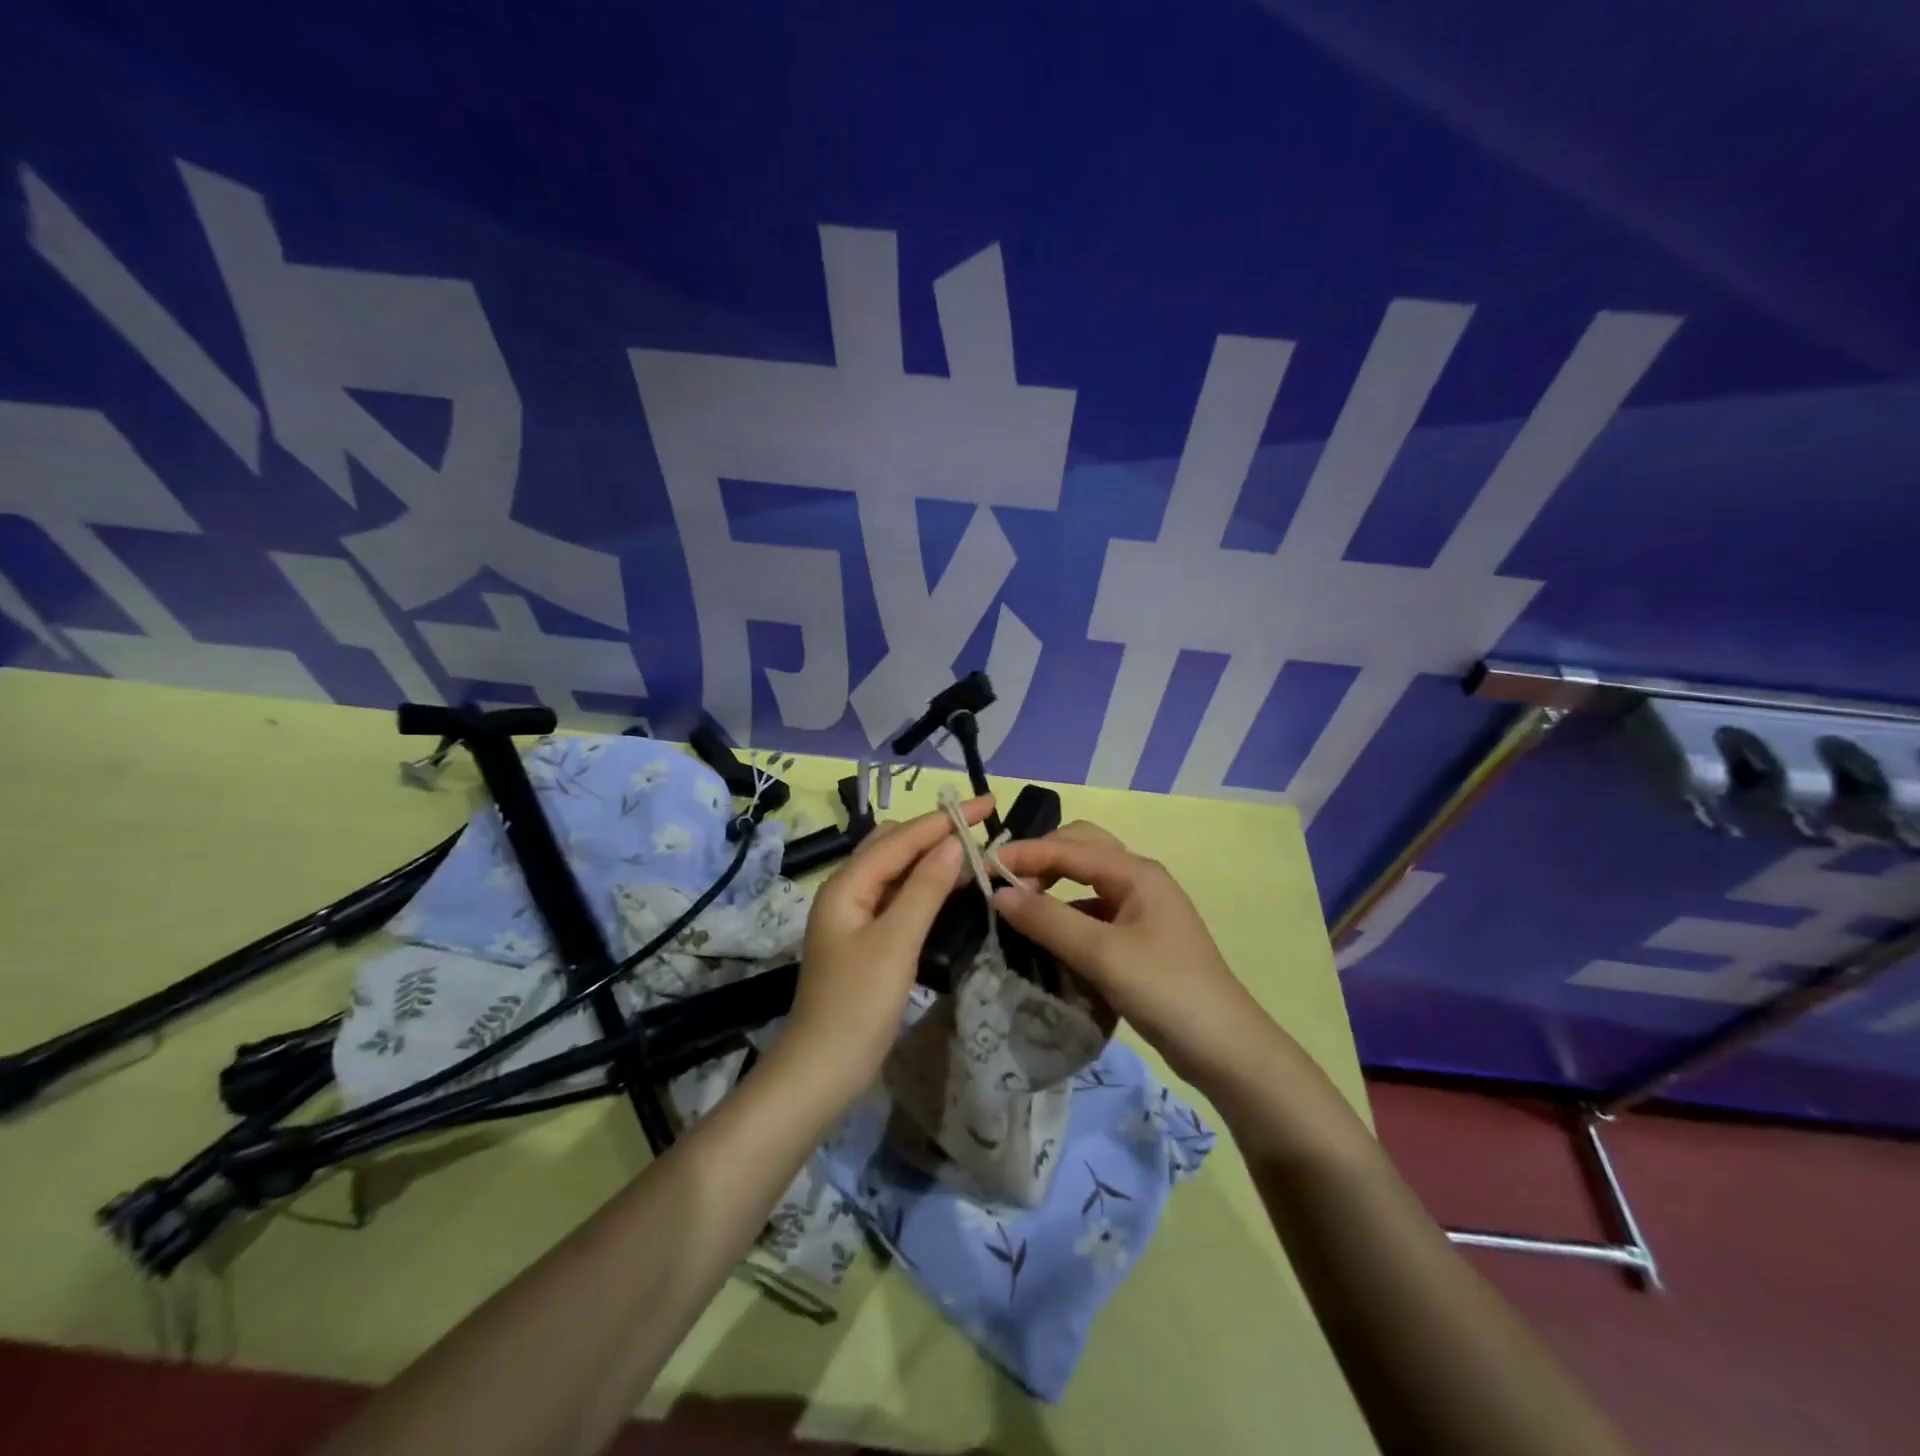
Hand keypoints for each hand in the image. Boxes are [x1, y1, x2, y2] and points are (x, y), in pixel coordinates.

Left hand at [780, 795, 993, 1102]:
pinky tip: (949, 890)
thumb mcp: (896, 942)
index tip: (988, 803)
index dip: (945, 819)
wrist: (822, 1070)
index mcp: (847, 884)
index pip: (902, 838)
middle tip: (983, 829)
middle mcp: (847, 891)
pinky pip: (898, 898)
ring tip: (974, 852)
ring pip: (897, 872)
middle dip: (937, 832)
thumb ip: (925, 888)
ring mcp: (854, 916)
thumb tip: (954, 842)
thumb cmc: (858, 1004)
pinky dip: (925, 887)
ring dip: (932, 859)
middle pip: (896, 847)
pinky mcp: (865, 940)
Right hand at [991, 822, 1280, 1089]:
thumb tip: (999, 894)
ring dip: (1051, 887)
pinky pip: (1092, 912)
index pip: (1069, 847)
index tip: (982, 868)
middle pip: (1080, 850)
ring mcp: (1140, 910)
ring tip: (1016, 908)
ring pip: (1085, 882)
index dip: (1024, 853)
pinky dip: (1066, 915)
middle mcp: (1138, 881)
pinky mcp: (1138, 939)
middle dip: (1040, 859)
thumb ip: (1049, 920)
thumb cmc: (1167, 991)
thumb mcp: (1103, 955)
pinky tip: (1045, 938)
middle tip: (1003, 883)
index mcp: (1136, 873)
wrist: (1227, 1050)